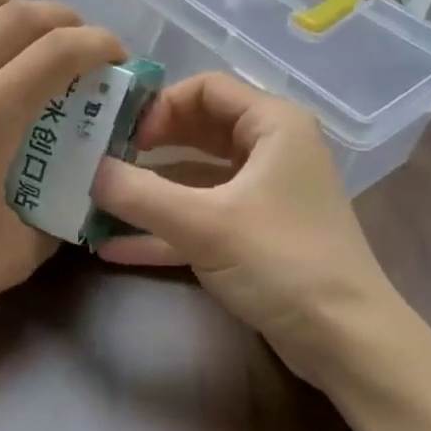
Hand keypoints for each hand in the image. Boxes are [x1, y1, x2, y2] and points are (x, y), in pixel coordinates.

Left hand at [0, 0, 123, 344]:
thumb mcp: (16, 253)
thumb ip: (55, 213)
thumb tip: (73, 190)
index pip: (57, 53)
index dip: (98, 44)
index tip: (115, 57)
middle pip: (16, 16)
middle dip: (63, 18)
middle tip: (80, 39)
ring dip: (0, 0)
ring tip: (19, 18)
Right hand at [91, 73, 419, 391]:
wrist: (346, 342)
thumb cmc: (282, 261)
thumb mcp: (204, 224)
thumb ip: (139, 194)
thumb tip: (85, 169)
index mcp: (272, 125)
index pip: (206, 88)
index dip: (159, 105)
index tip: (120, 135)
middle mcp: (270, 150)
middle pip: (197, 130)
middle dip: (147, 147)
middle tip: (100, 161)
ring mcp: (262, 195)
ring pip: (195, 179)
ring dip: (149, 192)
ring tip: (96, 201)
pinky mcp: (254, 235)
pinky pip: (201, 219)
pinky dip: (164, 229)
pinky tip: (113, 247)